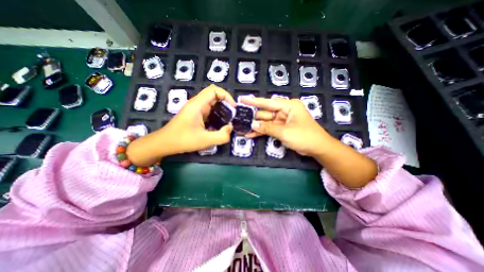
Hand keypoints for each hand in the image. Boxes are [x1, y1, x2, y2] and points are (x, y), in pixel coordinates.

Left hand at [127, 85, 236, 165]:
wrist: (164, 144)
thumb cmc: (182, 140)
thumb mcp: (204, 140)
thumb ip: (221, 136)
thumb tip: (230, 127)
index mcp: (197, 105)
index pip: (214, 90)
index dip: (226, 95)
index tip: (233, 107)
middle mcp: (196, 104)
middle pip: (214, 95)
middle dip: (226, 103)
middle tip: (233, 115)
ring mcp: (195, 109)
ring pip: (212, 103)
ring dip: (222, 109)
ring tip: (229, 120)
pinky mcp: (196, 115)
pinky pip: (209, 110)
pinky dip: (217, 115)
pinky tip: (220, 125)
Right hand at [242, 97, 332, 157]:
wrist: (318, 148)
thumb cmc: (304, 136)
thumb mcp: (285, 132)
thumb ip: (268, 128)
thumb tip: (253, 124)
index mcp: (288, 106)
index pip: (268, 102)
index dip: (254, 101)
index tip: (242, 99)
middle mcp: (284, 111)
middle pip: (265, 113)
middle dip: (253, 117)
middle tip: (240, 119)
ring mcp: (282, 120)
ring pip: (266, 122)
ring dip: (256, 126)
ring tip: (243, 128)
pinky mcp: (282, 129)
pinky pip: (269, 129)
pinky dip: (262, 132)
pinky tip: (251, 134)